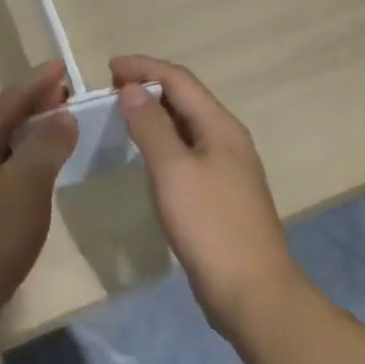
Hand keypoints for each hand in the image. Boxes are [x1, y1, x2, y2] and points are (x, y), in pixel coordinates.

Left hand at [0, 62, 76, 338]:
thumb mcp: (26, 186)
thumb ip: (46, 145)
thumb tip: (61, 114)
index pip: (8, 100)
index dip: (36, 83)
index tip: (61, 67)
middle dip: (30, 103)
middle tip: (63, 95)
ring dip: (24, 132)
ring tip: (52, 131)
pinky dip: (17, 161)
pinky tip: (30, 178)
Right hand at [111, 55, 302, 336]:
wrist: (255, 296)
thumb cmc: (210, 226)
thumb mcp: (173, 171)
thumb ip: (150, 126)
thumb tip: (133, 88)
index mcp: (220, 126)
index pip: (179, 79)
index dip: (144, 67)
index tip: (109, 68)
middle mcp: (228, 138)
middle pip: (186, 97)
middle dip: (149, 86)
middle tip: (112, 90)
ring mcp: (229, 167)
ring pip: (188, 124)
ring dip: (156, 113)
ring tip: (124, 115)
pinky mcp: (223, 194)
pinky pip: (189, 150)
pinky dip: (165, 140)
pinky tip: (148, 155)